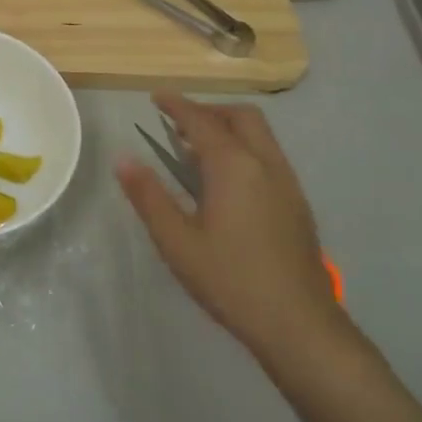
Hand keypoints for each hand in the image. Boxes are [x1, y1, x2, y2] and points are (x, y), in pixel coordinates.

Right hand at [117, 93, 345, 363]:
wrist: (299, 324)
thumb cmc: (230, 280)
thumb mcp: (176, 240)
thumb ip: (148, 195)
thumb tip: (123, 158)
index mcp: (234, 167)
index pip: (202, 122)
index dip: (177, 105)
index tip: (156, 96)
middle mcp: (266, 165)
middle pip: (242, 117)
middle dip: (208, 111)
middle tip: (177, 123)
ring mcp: (287, 184)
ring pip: (260, 136)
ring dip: (228, 129)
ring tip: (194, 150)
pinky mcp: (297, 204)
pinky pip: (268, 156)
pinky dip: (243, 149)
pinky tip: (224, 181)